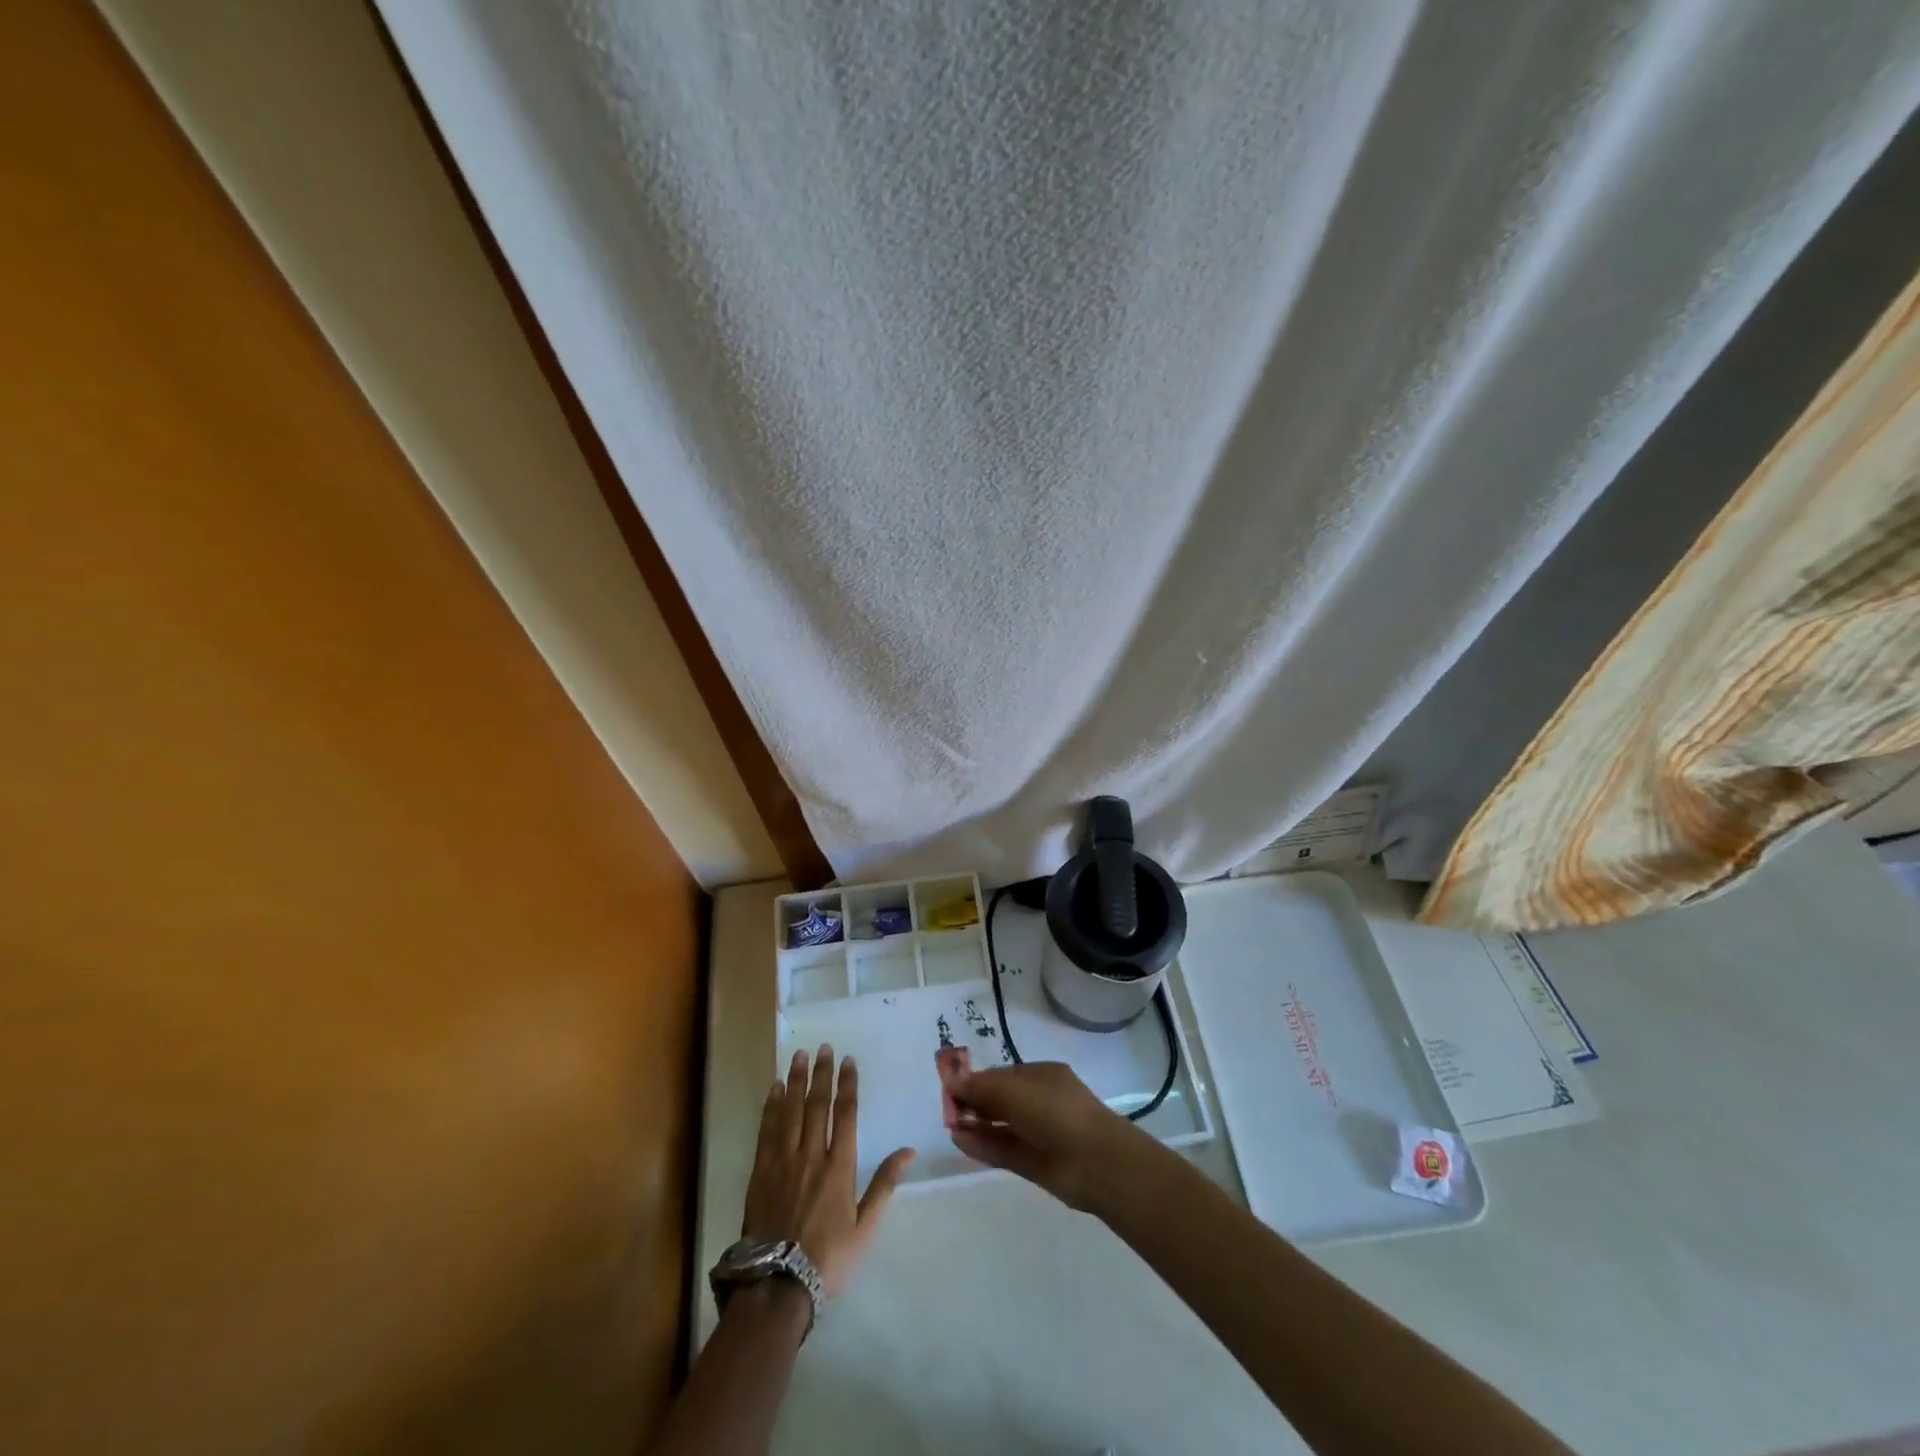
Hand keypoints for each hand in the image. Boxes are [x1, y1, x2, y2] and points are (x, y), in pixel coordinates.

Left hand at [744, 1045, 914, 1297]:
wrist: (777, 1285)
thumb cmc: (827, 1258)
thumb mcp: (865, 1227)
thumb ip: (884, 1184)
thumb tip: (909, 1151)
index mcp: (839, 1166)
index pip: (845, 1114)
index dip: (847, 1085)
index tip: (848, 1061)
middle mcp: (811, 1155)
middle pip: (817, 1105)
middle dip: (822, 1074)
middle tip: (824, 1047)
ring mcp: (783, 1161)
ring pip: (791, 1110)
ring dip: (796, 1080)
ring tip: (799, 1056)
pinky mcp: (760, 1172)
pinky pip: (767, 1130)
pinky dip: (771, 1106)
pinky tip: (775, 1089)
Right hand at [949, 1061, 1146, 1211]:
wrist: (1097, 1163)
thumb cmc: (1056, 1113)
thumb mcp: (1014, 1092)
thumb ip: (981, 1087)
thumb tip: (951, 1078)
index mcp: (1041, 1076)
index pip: (1001, 1075)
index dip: (975, 1080)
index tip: (950, 1086)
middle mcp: (1040, 1102)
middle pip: (999, 1100)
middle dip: (973, 1102)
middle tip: (946, 1109)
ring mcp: (1038, 1134)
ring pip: (1000, 1126)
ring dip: (975, 1124)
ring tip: (949, 1125)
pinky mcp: (1034, 1163)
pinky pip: (1003, 1149)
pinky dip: (982, 1145)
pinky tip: (960, 1140)